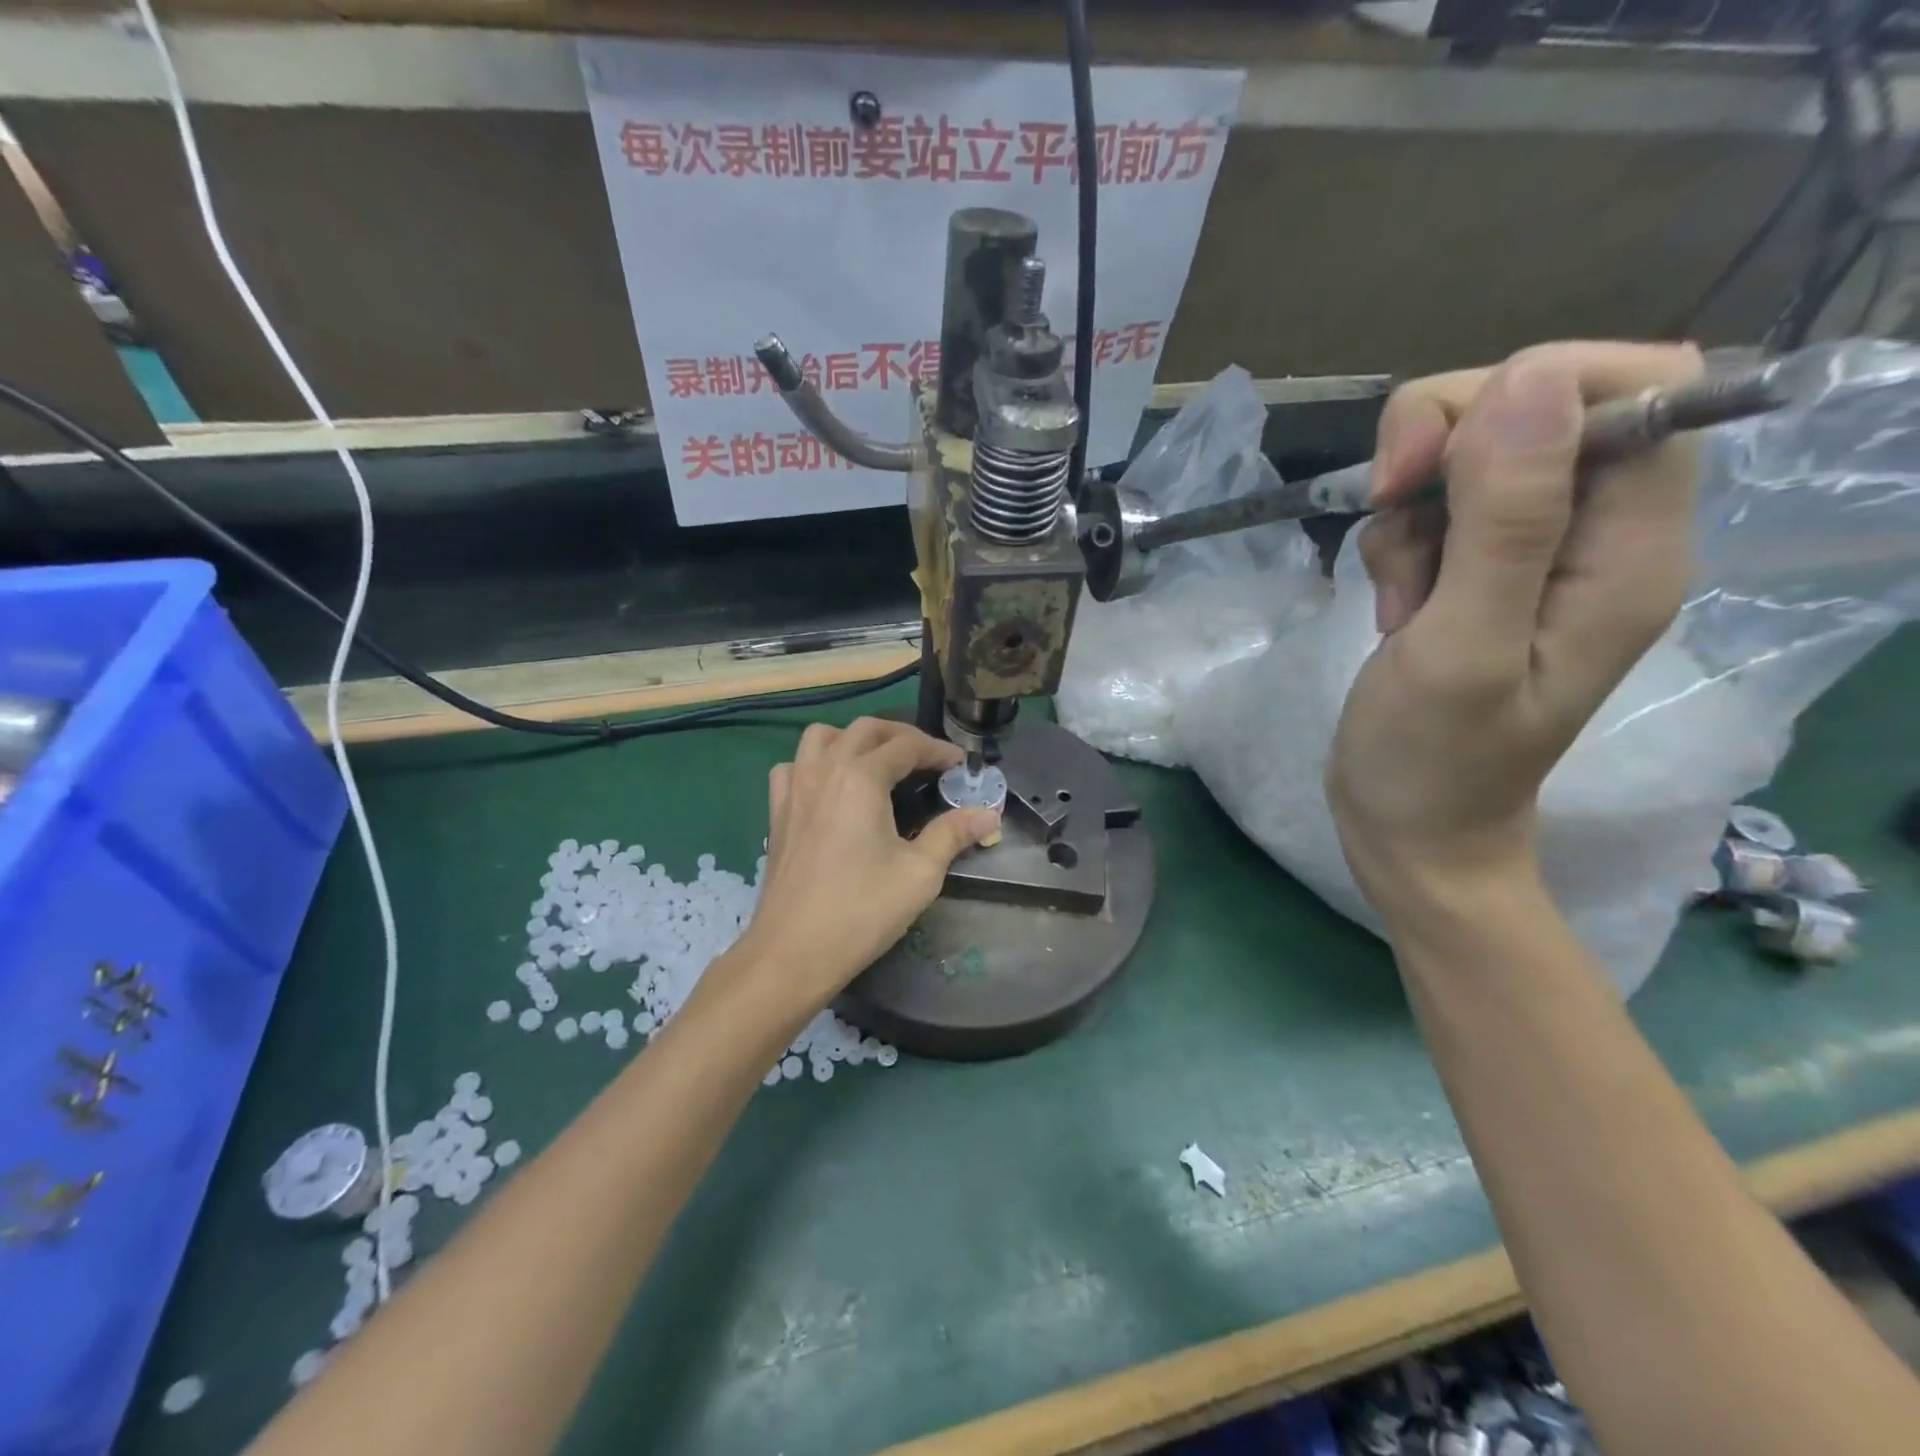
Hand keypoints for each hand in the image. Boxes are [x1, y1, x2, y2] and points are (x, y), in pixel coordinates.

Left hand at [727, 717, 1000, 1016]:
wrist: (792, 952)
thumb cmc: (862, 911)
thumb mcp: (920, 873)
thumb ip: (953, 834)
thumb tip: (989, 814)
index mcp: (860, 778)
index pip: (906, 746)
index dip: (937, 751)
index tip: (960, 765)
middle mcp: (824, 769)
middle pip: (865, 729)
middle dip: (901, 736)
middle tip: (927, 759)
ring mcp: (794, 787)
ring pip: (822, 737)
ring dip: (854, 739)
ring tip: (877, 762)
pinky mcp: (776, 810)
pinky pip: (794, 765)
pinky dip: (816, 762)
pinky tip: (830, 787)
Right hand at [1327, 341, 1703, 916]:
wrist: (1409, 826)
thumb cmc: (1434, 757)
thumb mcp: (1463, 645)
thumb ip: (1504, 521)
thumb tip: (1527, 381)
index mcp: (1630, 550)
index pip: (1638, 386)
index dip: (1534, 388)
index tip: (1441, 455)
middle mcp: (1597, 535)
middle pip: (1536, 406)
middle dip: (1444, 443)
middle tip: (1391, 506)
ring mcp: (1533, 552)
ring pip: (1468, 456)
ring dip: (1410, 507)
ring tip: (1400, 596)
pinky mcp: (1478, 570)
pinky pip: (1433, 508)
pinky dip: (1397, 540)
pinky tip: (1395, 605)